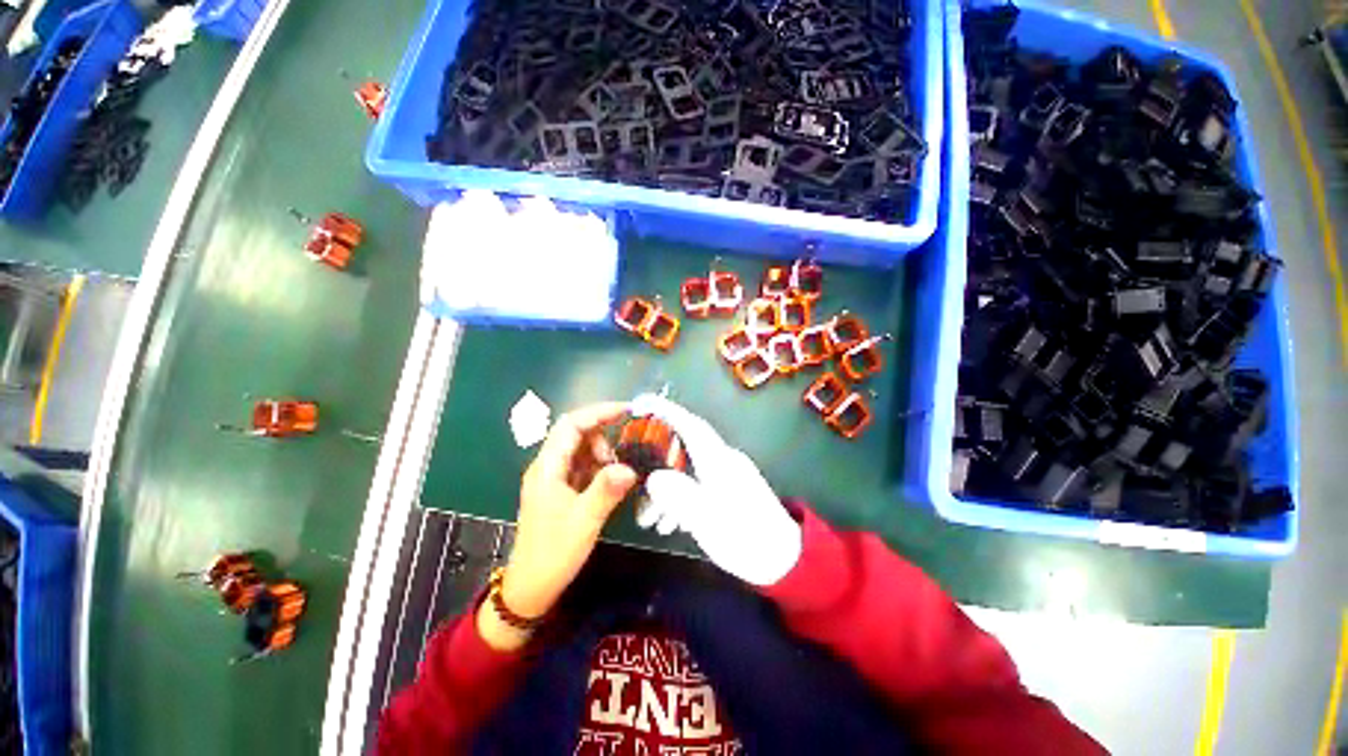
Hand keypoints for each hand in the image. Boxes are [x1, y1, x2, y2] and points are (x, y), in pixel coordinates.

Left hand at [480, 403, 637, 650]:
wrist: (532, 583)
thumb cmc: (555, 551)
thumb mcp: (585, 520)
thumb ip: (607, 490)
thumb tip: (630, 467)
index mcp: (547, 468)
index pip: (571, 425)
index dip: (598, 413)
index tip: (628, 411)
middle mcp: (546, 469)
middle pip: (574, 436)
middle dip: (602, 439)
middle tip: (622, 464)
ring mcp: (550, 484)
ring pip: (577, 455)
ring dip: (600, 458)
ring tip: (618, 480)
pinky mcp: (556, 498)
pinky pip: (578, 473)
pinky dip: (596, 473)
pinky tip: (610, 489)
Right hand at [630, 394, 801, 586]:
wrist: (783, 560)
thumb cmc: (745, 536)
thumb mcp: (706, 517)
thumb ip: (678, 494)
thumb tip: (654, 478)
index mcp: (719, 461)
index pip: (689, 425)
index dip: (664, 411)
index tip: (638, 403)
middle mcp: (723, 464)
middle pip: (682, 452)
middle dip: (654, 469)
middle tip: (632, 491)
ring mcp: (728, 481)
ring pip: (686, 476)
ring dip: (665, 495)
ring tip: (651, 523)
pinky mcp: (731, 498)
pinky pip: (696, 490)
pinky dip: (679, 504)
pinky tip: (672, 526)